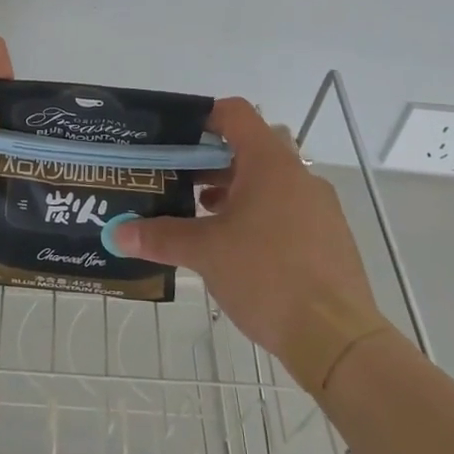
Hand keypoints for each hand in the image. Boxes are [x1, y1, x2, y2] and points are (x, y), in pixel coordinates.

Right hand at [120, 98, 387, 386]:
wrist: (337, 339)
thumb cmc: (267, 276)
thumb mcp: (205, 253)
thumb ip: (160, 237)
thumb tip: (117, 233)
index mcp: (270, 164)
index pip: (236, 114)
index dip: (203, 117)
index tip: (174, 136)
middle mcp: (299, 176)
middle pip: (251, 147)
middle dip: (212, 160)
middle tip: (179, 179)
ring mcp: (319, 207)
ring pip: (269, 182)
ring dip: (235, 190)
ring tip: (201, 216)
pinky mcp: (329, 238)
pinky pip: (287, 209)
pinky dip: (259, 215)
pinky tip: (236, 248)